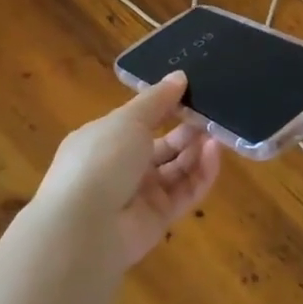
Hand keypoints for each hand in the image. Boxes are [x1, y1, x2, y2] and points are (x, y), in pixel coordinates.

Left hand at [31, 71, 223, 270]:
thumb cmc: (101, 159)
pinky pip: (186, 191)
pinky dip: (202, 172)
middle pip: (163, 145)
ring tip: (217, 132)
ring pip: (177, 168)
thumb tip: (179, 76)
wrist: (85, 227)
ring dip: (197, 150)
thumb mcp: (128, 120)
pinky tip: (215, 152)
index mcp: (105, 139)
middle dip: (187, 129)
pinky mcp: (160, 218)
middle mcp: (122, 166)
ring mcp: (140, 194)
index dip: (166, 107)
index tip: (192, 92)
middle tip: (212, 114)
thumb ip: (157, 99)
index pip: (140, 120)